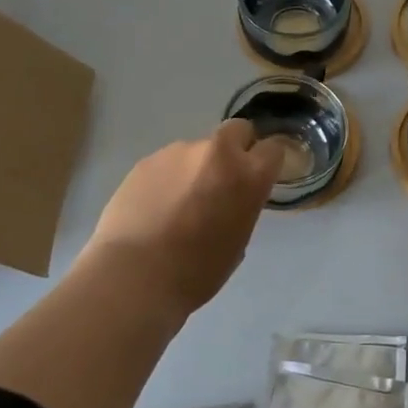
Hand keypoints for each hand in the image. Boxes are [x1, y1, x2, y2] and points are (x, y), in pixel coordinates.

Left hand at [86, 120, 285, 312]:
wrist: (134, 277)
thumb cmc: (197, 272)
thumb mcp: (238, 240)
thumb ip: (243, 205)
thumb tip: (232, 197)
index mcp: (248, 175)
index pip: (273, 148)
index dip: (267, 161)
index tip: (260, 176)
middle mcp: (217, 152)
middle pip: (237, 130)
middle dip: (236, 148)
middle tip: (222, 181)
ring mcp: (178, 152)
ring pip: (198, 149)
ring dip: (197, 167)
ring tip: (179, 203)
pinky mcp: (146, 160)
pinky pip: (168, 163)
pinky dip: (168, 178)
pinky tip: (155, 206)